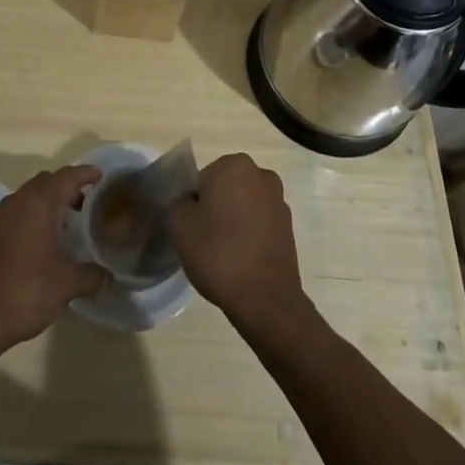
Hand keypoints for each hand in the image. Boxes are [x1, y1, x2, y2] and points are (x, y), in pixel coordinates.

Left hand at [0, 165, 109, 350]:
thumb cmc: (25, 290)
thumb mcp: (66, 283)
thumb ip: (92, 274)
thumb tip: (107, 274)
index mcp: (38, 202)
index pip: (67, 176)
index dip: (86, 174)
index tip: (102, 177)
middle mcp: (17, 201)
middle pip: (47, 182)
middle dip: (67, 188)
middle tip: (87, 204)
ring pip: (30, 197)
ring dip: (49, 203)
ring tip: (68, 224)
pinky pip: (17, 213)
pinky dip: (33, 217)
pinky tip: (43, 243)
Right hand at [168, 153, 306, 331]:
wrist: (265, 300)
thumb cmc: (218, 253)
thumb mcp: (179, 225)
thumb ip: (176, 203)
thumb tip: (186, 203)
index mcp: (235, 165)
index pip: (201, 179)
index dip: (192, 204)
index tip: (191, 227)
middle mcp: (261, 175)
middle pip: (224, 189)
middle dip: (214, 209)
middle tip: (204, 239)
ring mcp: (279, 202)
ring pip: (243, 206)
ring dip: (232, 221)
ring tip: (223, 253)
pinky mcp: (289, 228)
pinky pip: (259, 224)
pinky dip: (249, 235)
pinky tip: (241, 260)